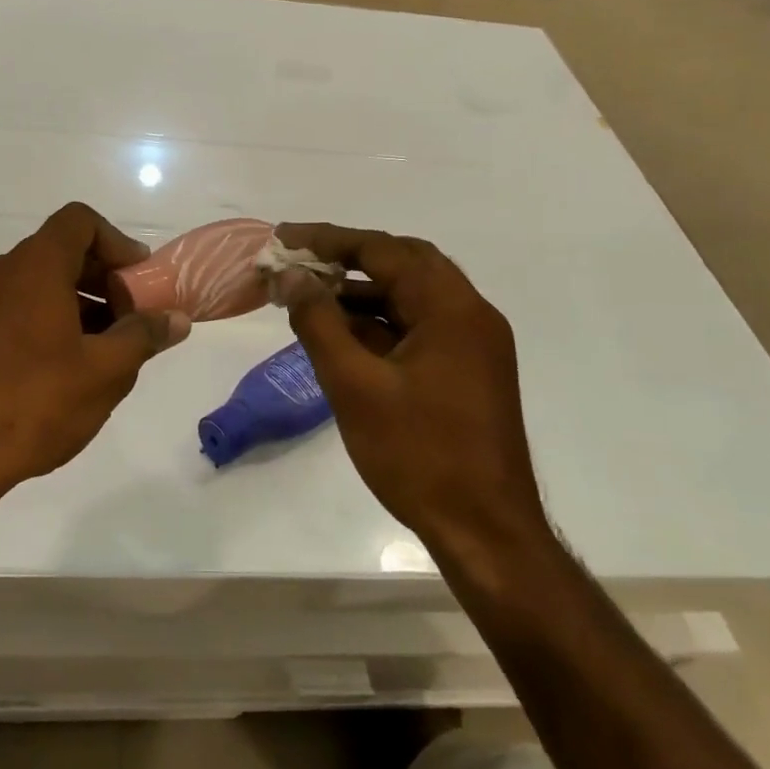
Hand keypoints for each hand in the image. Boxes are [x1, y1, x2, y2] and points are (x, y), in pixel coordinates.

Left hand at [0, 203, 189, 508]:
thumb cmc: (33, 404)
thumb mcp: (104, 372)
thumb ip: (144, 336)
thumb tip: (177, 318)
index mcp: (33, 266)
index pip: (80, 222)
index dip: (118, 243)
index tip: (140, 281)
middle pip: (60, 252)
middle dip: (104, 280)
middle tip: (132, 320)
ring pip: (38, 283)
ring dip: (78, 303)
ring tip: (106, 350)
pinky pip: (16, 307)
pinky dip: (48, 319)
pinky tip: (67, 367)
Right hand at [271, 223, 549, 566]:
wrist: (485, 531)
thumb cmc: (419, 455)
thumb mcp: (354, 386)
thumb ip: (319, 323)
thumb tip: (292, 276)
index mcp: (451, 309)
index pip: (384, 250)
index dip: (329, 240)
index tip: (284, 237)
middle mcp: (470, 314)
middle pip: (404, 263)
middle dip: (348, 257)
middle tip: (299, 261)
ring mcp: (473, 344)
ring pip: (411, 296)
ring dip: (362, 290)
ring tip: (309, 296)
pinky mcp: (467, 370)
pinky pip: (418, 326)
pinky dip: (379, 321)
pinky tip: (341, 333)